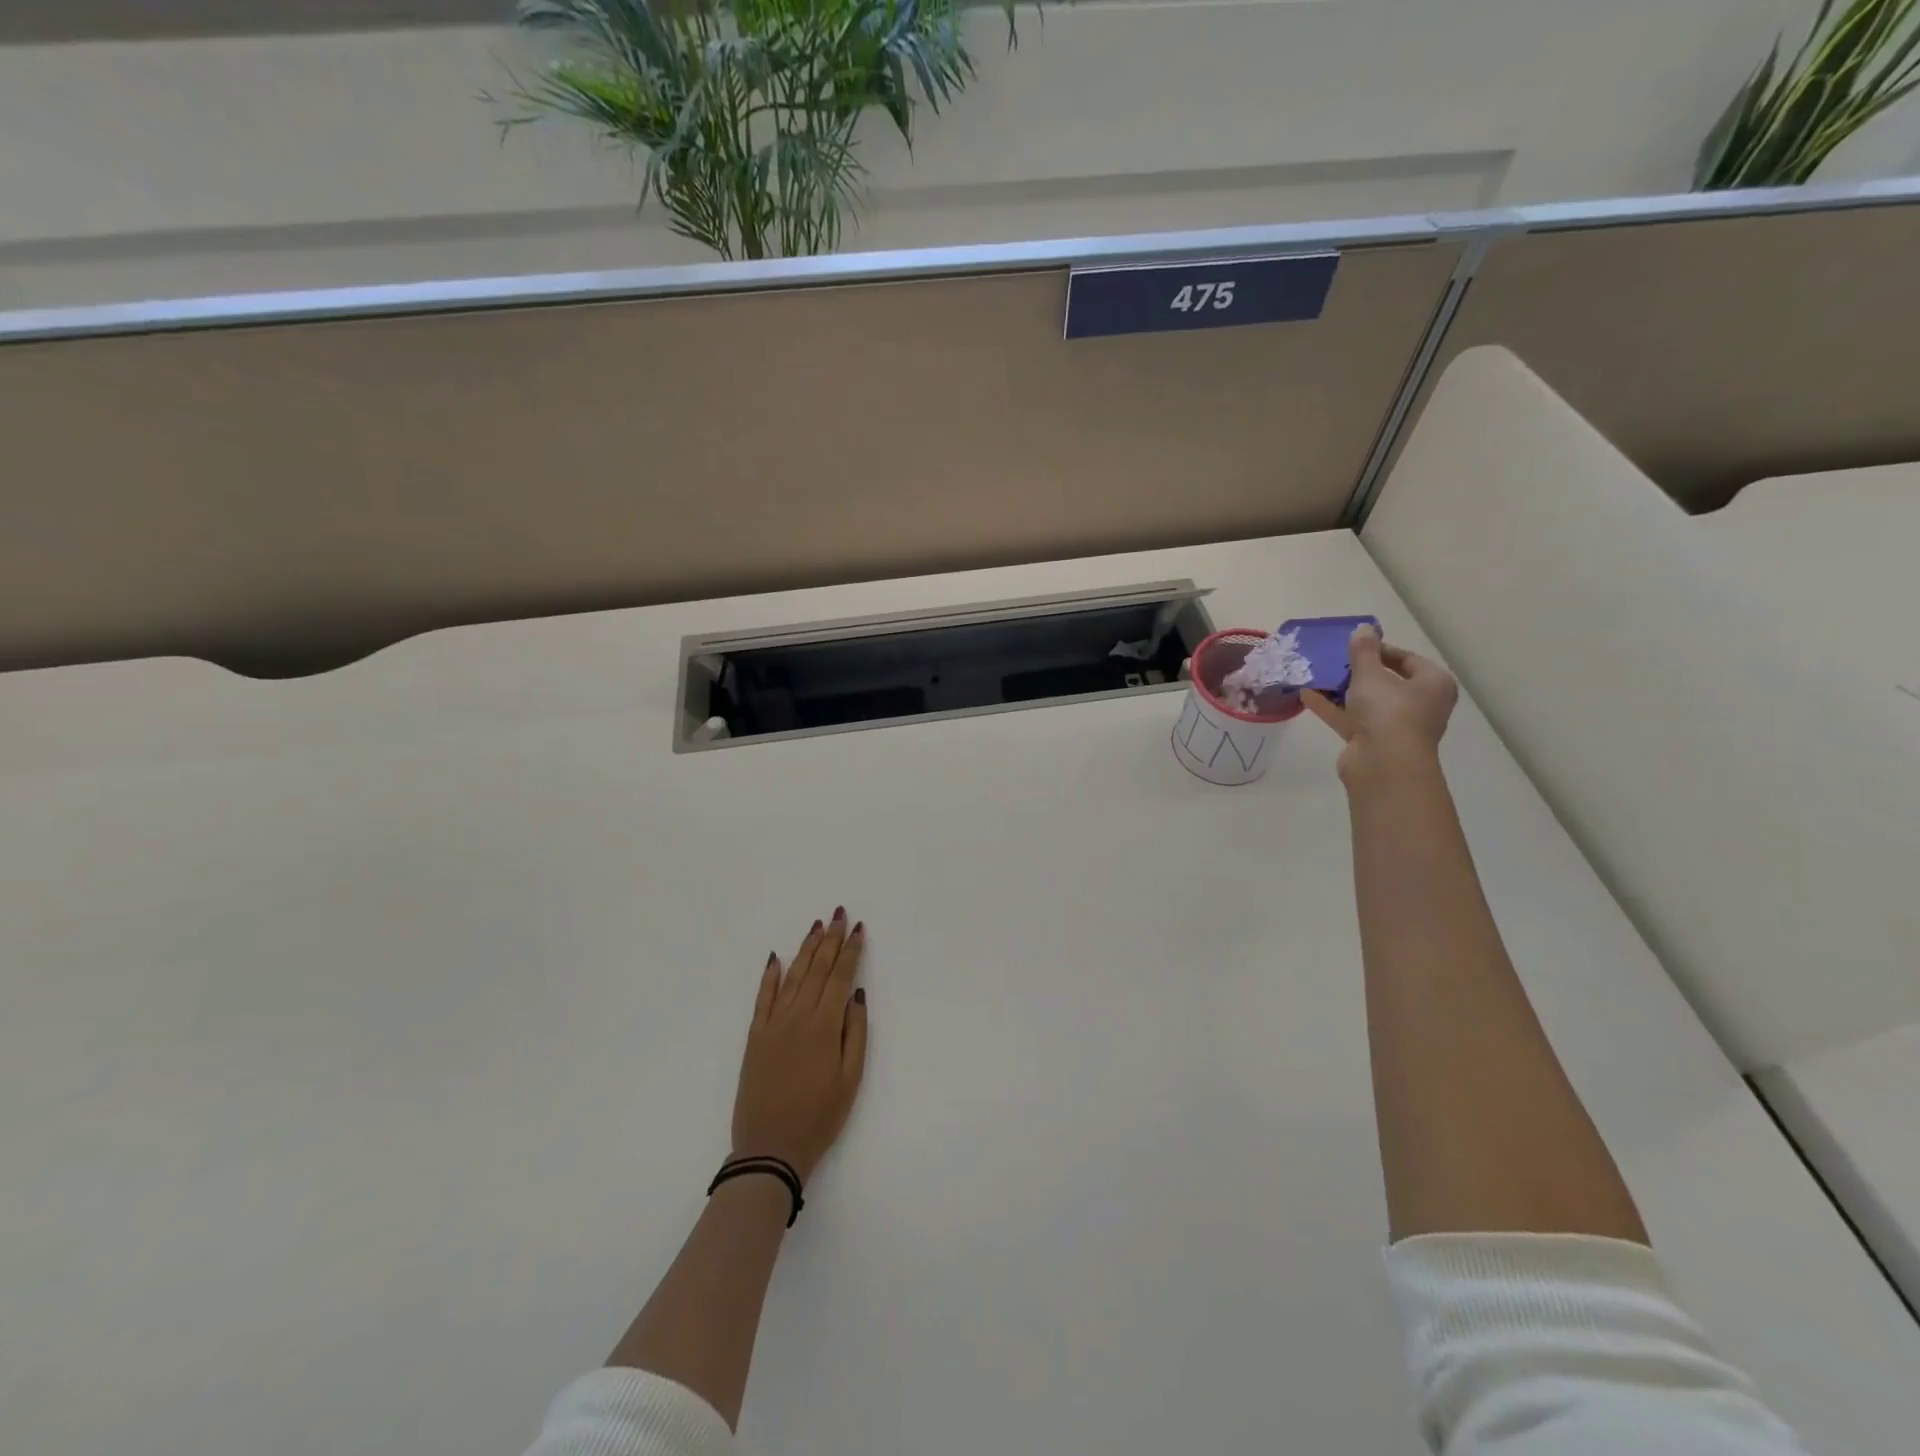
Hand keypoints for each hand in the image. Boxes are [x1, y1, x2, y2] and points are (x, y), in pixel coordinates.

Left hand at [730, 909, 868, 1183]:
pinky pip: (763, 998)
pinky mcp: (755, 1037)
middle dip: (830, 939)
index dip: (851, 950)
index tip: (858, 928)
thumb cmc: (820, 1117)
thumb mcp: (851, 1079)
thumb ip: (855, 1033)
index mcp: (824, 1026)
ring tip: (816, 926)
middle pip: (817, 969)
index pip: (840, 977)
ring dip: (805, 949)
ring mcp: (773, 1024)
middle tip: (838, 913)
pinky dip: (770, 976)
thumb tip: (856, 993)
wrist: (770, 1149)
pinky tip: (776, 958)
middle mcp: (798, 1016)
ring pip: (792, 976)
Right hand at [1302, 626, 1458, 786]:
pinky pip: (1351, 719)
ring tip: (1318, 675)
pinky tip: (1307, 695)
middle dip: (1359, 672)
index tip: (1355, 646)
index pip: (1408, 660)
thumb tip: (1364, 628)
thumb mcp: (1371, 674)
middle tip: (1336, 660)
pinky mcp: (1373, 742)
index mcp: (1433, 684)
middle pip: (1387, 682)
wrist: (1383, 764)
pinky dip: (1332, 708)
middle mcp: (1420, 705)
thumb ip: (1364, 651)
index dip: (1381, 650)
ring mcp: (1396, 726)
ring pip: (1367, 702)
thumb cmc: (1388, 711)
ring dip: (1343, 690)